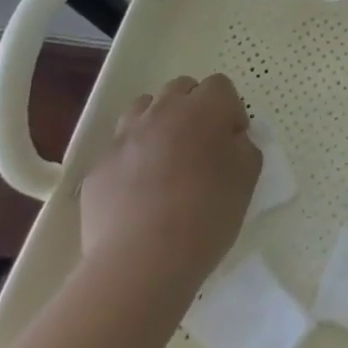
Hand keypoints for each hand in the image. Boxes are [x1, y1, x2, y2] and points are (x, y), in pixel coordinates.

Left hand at [80, 74, 259, 298]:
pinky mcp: (99, 167)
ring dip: (158, 122)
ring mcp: (125, 137)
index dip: (230, 110)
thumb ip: (244, 146)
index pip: (220, 85)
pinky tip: (139, 191)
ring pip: (143, 109)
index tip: (232, 141)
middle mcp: (162, 111)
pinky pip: (120, 148)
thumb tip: (230, 140)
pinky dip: (132, 158)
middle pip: (180, 88)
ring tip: (165, 158)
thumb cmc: (207, 215)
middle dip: (193, 108)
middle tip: (201, 145)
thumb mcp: (248, 177)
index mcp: (204, 109)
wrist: (142, 262)